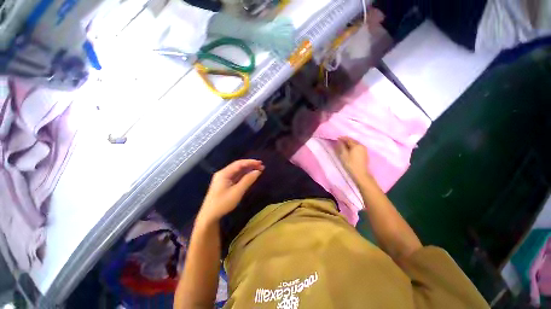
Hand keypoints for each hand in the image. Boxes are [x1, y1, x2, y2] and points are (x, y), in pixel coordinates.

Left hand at [197, 160, 263, 223]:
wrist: (209, 216)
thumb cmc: (223, 203)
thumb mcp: (237, 191)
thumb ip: (248, 180)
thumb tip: (257, 171)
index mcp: (224, 173)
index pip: (239, 163)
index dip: (250, 162)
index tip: (260, 163)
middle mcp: (223, 173)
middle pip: (238, 166)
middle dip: (250, 165)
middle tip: (261, 166)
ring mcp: (224, 178)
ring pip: (238, 171)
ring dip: (248, 170)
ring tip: (258, 169)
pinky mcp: (225, 184)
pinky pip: (236, 176)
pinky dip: (244, 175)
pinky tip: (250, 175)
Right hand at [336, 137, 371, 183]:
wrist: (360, 173)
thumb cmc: (350, 164)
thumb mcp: (344, 155)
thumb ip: (341, 146)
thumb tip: (339, 141)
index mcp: (356, 145)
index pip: (348, 139)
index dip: (342, 138)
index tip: (337, 138)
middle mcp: (362, 145)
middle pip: (353, 141)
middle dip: (346, 140)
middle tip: (340, 141)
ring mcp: (364, 149)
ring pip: (356, 144)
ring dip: (350, 143)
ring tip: (344, 145)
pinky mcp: (365, 153)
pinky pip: (358, 147)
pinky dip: (353, 146)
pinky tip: (350, 149)